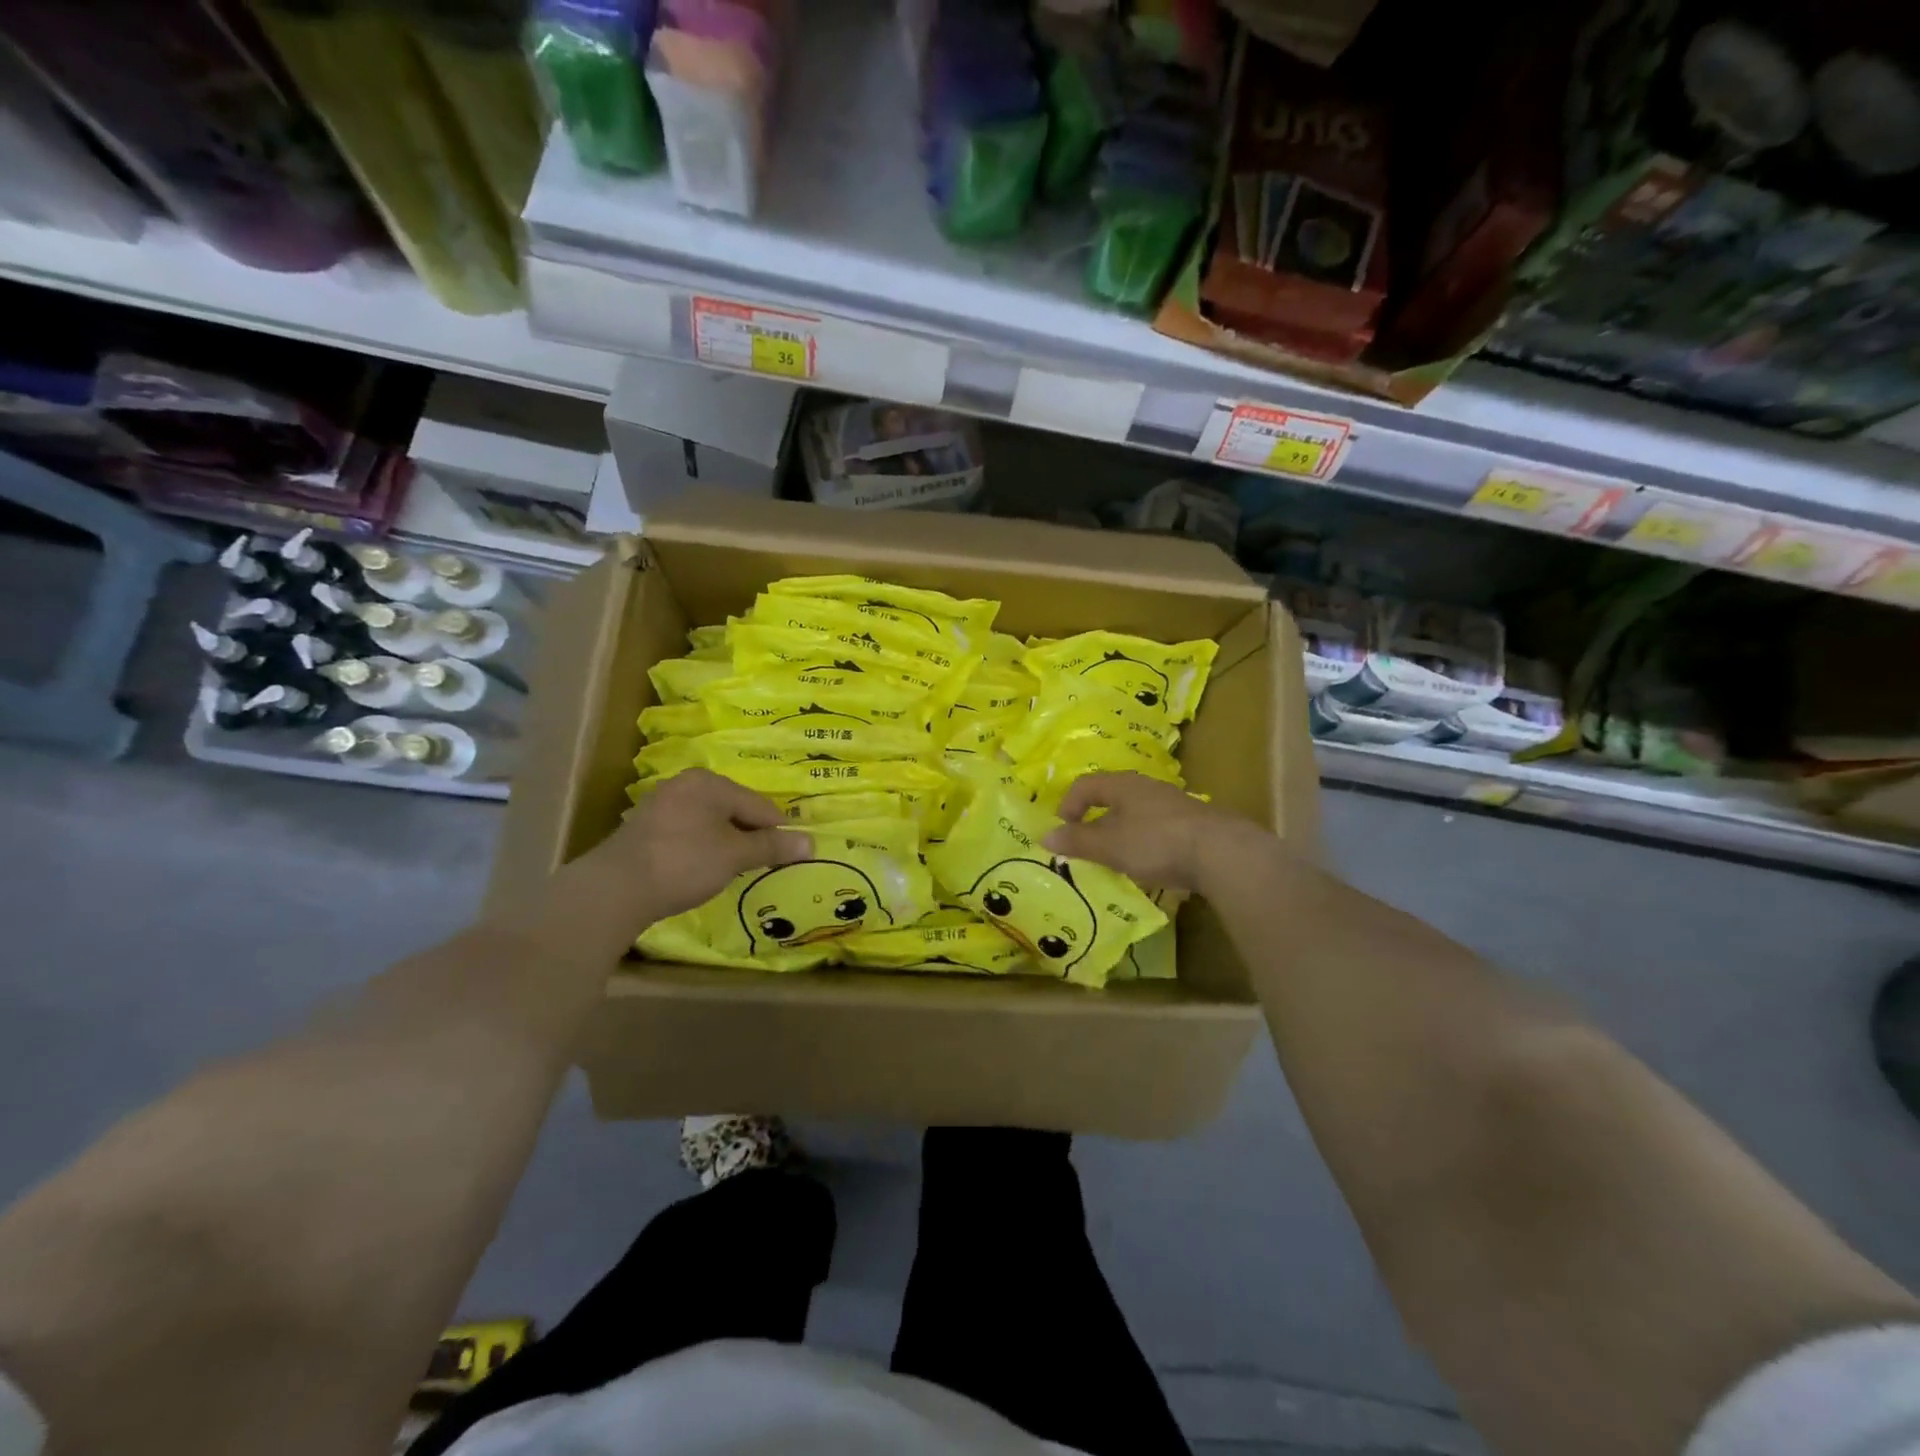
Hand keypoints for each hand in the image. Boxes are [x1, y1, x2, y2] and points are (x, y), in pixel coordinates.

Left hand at [553, 771, 812, 939]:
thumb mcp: (735, 855)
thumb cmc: (685, 862)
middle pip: (734, 810)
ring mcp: (661, 805)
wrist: (615, 889)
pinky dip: (702, 850)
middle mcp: (685, 785)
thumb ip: (772, 846)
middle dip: (750, 837)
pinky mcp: (645, 830)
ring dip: (727, 845)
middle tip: (761, 866)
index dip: (778, 831)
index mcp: (710, 782)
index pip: (759, 805)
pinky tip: (702, 871)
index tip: (790, 856)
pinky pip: (688, 834)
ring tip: (734, 871)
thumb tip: (811, 842)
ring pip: (711, 823)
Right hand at [1043, 772, 1262, 893]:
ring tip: (1116, 860)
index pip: (1086, 785)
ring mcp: (1174, 805)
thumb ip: (1077, 841)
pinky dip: (1146, 845)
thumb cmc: (1156, 842)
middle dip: (1096, 822)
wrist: (1222, 853)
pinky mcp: (1194, 826)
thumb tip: (1045, 837)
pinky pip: (1158, 830)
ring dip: (1122, 835)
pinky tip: (1150, 867)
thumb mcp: (1109, 845)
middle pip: (1113, 798)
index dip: (1068, 805)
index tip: (1063, 831)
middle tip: (1087, 848)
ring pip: (1137, 815)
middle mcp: (1148, 788)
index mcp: (1124, 785)